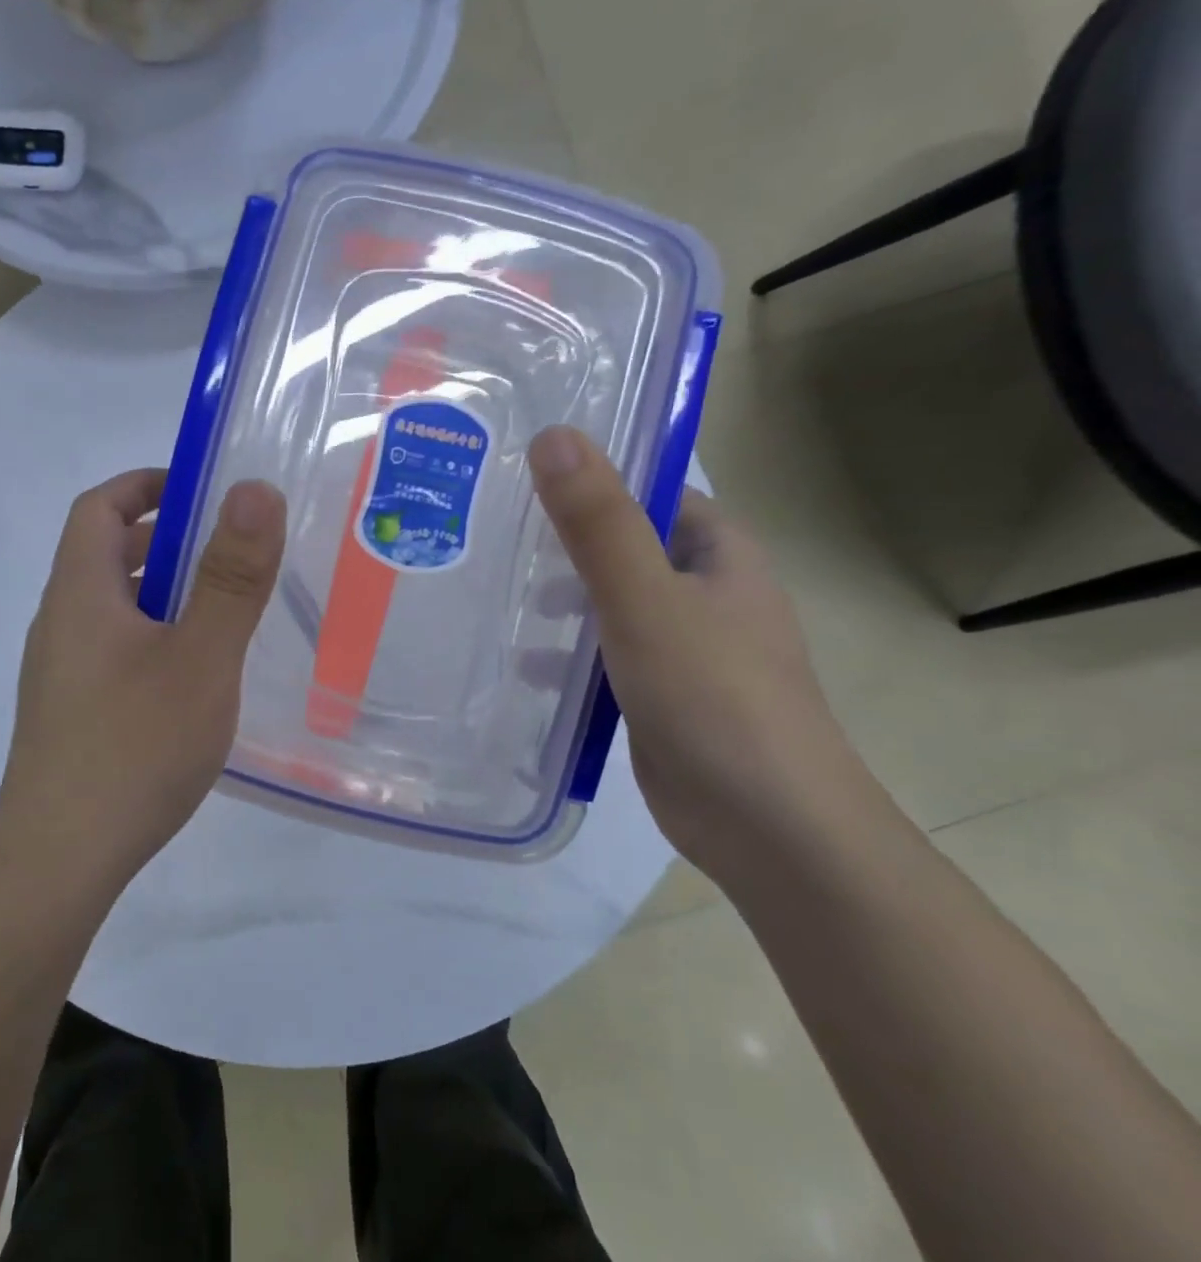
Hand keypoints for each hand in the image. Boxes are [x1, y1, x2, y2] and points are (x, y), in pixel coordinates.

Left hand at [0, 468, 286, 899]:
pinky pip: (114, 650)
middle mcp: (60, 623)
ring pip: (112, 608)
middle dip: (165, 541)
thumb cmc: (133, 748)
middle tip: (228, 555)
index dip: (146, 484)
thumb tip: (253, 489)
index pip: (98, 506)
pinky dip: (154, 639)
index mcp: (80, 593)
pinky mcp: (70, 714)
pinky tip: (192, 681)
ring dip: (162, 594)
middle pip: (104, 555)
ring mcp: (60, 673)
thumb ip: (230, 576)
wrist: (59, 863)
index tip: (202, 490)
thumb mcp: (199, 657)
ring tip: (222, 616)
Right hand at [528, 427, 877, 880]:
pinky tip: (522, 666)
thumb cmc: (714, 696)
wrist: (768, 825)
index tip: (524, 477)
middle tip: (492, 534)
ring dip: (560, 601)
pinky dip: (567, 654)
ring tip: (495, 597)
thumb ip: (598, 522)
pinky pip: (606, 656)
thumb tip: (554, 435)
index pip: (653, 493)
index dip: (596, 479)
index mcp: (719, 555)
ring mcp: (685, 648)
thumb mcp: (645, 599)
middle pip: (625, 547)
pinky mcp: (661, 695)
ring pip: (611, 604)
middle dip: (564, 542)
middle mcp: (706, 593)